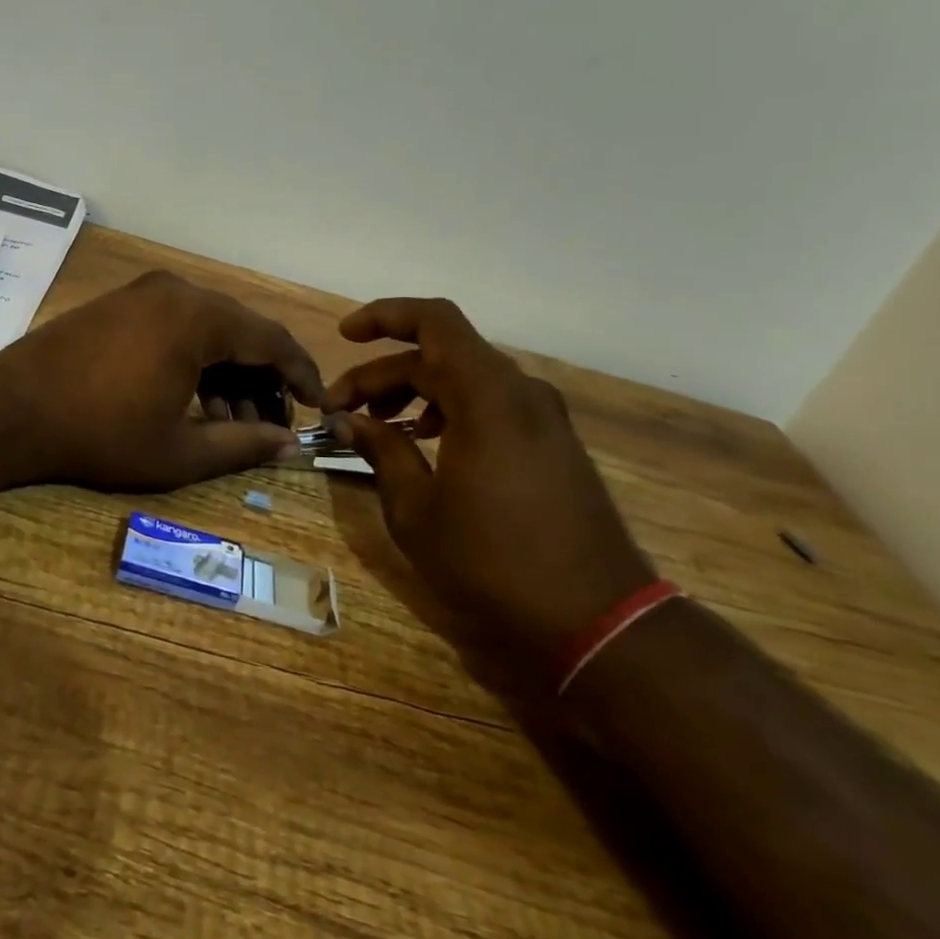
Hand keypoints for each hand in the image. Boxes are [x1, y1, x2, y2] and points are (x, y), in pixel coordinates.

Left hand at [0, 270, 323, 491]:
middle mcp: (175, 291)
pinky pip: (175, 327)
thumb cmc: (100, 433)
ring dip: (226, 375)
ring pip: (207, 330)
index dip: (301, 375)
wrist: (10, 409)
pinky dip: (194, 361)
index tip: (318, 406)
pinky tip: (191, 402)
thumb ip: (244, 446)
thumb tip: (291, 445)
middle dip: (261, 381)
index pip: (272, 340)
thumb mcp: (179, 450)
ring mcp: (143, 293)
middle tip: (268, 427)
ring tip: (228, 426)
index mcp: (198, 317)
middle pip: (240, 333)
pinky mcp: (120, 304)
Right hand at [322, 298, 654, 687]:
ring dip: (416, 390)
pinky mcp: (552, 444)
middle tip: (341, 409)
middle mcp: (520, 392)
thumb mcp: (416, 509)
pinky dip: (450, 409)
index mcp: (487, 395)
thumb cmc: (492, 562)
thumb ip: (381, 450)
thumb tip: (348, 420)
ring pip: (466, 378)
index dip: (384, 316)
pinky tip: (426, 444)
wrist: (597, 621)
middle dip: (384, 372)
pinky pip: (491, 404)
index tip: (344, 337)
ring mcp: (543, 418)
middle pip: (441, 354)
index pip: (432, 321)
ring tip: (378, 426)